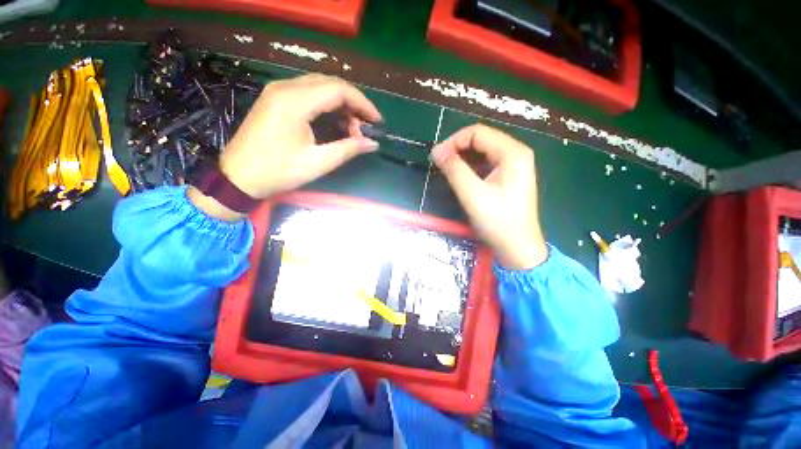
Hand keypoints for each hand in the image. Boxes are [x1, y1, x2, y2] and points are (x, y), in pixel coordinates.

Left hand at [189, 74, 381, 220]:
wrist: (238, 177)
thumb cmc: (278, 172)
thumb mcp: (318, 163)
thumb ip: (348, 149)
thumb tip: (373, 143)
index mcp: (295, 102)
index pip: (339, 90)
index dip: (363, 104)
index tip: (377, 122)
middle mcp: (286, 88)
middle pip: (330, 83)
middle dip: (354, 104)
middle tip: (365, 127)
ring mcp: (278, 91)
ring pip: (320, 86)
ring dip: (341, 105)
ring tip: (352, 129)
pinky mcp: (275, 99)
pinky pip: (308, 93)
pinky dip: (327, 105)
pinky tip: (334, 123)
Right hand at [432, 124, 547, 269]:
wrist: (517, 247)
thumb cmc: (498, 221)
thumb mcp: (472, 194)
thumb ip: (454, 169)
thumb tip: (436, 151)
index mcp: (512, 152)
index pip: (477, 132)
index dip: (453, 141)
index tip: (436, 157)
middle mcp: (516, 153)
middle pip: (481, 139)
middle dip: (457, 148)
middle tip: (439, 164)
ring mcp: (513, 165)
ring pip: (482, 151)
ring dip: (462, 158)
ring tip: (447, 171)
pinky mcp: (508, 177)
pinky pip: (486, 163)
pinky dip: (470, 167)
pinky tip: (460, 177)